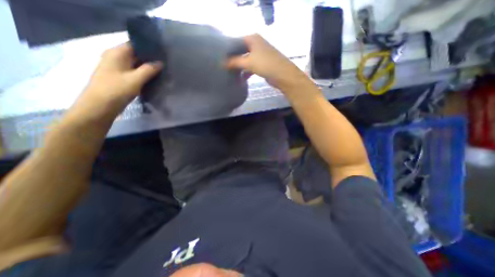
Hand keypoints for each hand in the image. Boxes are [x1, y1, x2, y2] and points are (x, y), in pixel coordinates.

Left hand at [73, 43, 162, 119]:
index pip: (135, 45)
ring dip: (147, 68)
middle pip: (136, 55)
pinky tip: (153, 79)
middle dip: (150, 59)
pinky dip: (143, 74)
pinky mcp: (120, 78)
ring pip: (136, 65)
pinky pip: (134, 73)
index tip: (162, 54)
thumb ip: (149, 70)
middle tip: (165, 64)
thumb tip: (160, 63)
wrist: (100, 106)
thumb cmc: (116, 90)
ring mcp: (117, 68)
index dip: (149, 48)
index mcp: (116, 53)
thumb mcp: (136, 79)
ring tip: (162, 71)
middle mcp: (115, 58)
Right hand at [227, 34, 307, 90]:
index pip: (236, 42)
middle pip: (241, 51)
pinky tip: (241, 79)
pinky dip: (246, 72)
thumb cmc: (265, 64)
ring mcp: (260, 55)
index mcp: (253, 39)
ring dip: (240, 67)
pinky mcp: (263, 64)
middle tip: (224, 66)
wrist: (283, 75)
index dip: (229, 50)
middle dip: (234, 59)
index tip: (221, 58)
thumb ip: (235, 62)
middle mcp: (257, 44)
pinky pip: (251, 67)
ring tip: (231, 74)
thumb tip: (223, 63)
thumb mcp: (248, 62)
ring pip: (246, 60)